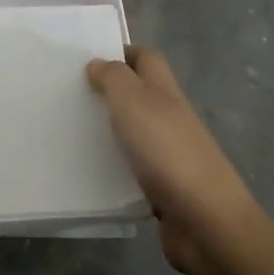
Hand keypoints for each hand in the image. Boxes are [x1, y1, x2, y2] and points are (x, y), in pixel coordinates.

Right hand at [86, 47, 256, 274]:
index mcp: (165, 91)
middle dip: (109, 92)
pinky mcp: (164, 189)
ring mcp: (170, 155)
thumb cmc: (166, 150)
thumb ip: (114, 77)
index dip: (122, 53)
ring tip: (69, 132)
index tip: (88, 58)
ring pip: (134, 132)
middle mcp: (170, 118)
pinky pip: (133, 170)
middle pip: (140, 95)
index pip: (146, 59)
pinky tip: (88, 172)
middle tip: (69, 95)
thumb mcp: (133, 100)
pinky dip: (114, 168)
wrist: (204, 221)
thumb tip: (99, 63)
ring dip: (108, 131)